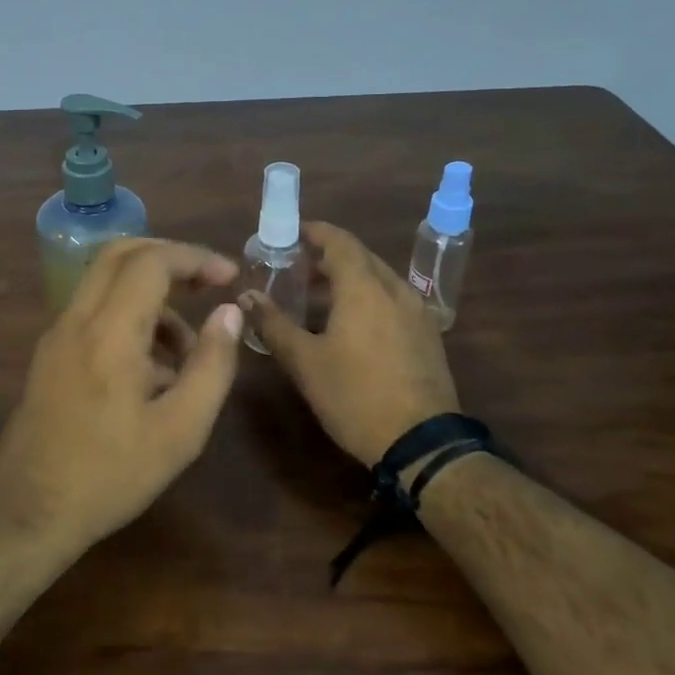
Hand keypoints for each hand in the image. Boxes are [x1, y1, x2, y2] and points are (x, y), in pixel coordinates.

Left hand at [0, 239, 245, 549]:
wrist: (29, 513)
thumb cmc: (111, 475)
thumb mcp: (180, 430)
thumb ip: (211, 366)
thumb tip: (229, 313)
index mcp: (109, 333)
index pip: (151, 262)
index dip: (195, 258)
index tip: (229, 278)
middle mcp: (76, 320)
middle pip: (120, 254)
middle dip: (169, 259)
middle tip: (207, 284)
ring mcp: (56, 336)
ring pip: (105, 284)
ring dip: (151, 297)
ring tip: (187, 355)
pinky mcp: (49, 355)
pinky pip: (93, 313)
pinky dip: (129, 319)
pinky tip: (153, 373)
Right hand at [241, 221, 459, 466]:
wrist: (421, 442)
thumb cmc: (355, 396)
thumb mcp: (304, 362)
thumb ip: (274, 324)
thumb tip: (247, 296)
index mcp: (364, 288)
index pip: (339, 241)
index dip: (314, 232)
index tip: (290, 233)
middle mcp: (395, 290)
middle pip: (361, 257)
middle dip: (328, 256)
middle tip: (296, 269)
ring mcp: (417, 312)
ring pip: (379, 279)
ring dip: (349, 278)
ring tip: (318, 297)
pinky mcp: (428, 335)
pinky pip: (393, 300)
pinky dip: (368, 297)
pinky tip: (351, 324)